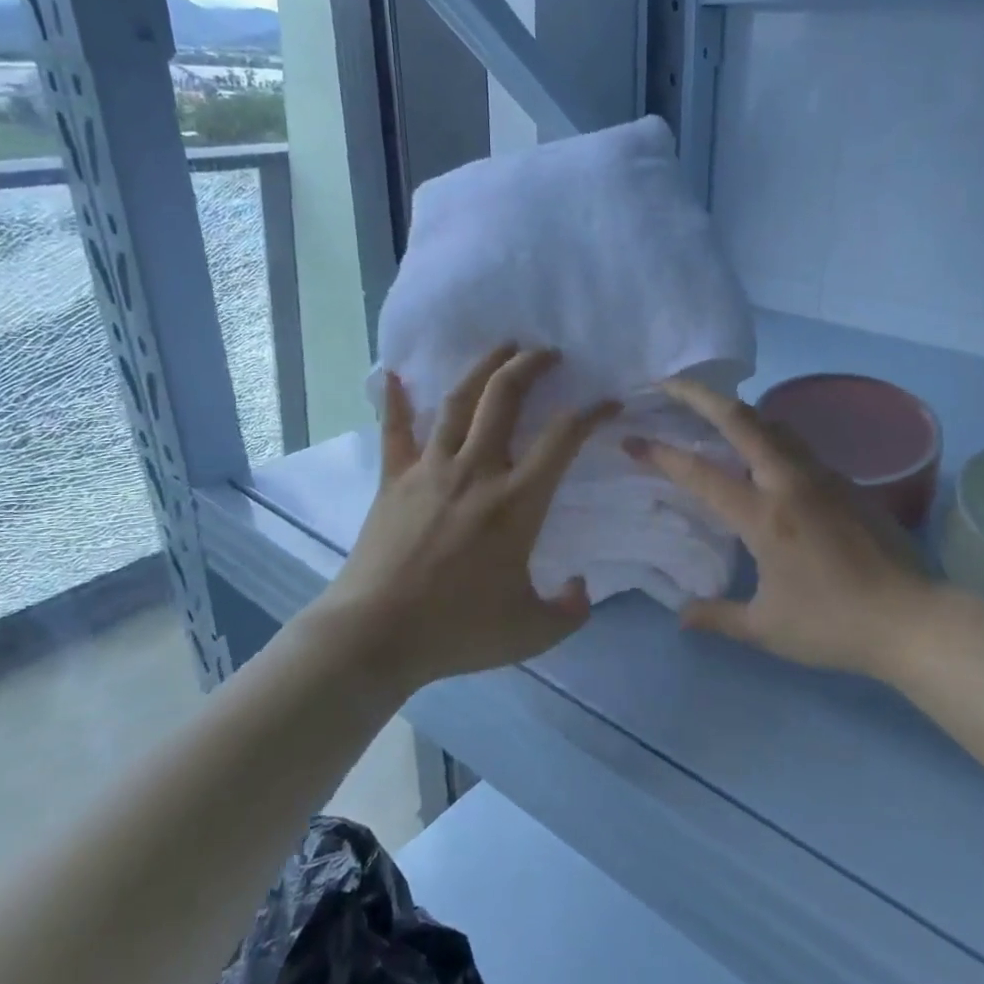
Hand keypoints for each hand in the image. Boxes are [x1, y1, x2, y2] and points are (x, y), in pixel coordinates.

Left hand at [321, 345, 618, 688]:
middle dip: (531, 366)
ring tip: (502, 347)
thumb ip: (570, 610)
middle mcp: (476, 471)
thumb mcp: (532, 631)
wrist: (374, 637)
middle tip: (548, 352)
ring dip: (483, 368)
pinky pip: (396, 431)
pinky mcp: (393, 480)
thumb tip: (582, 587)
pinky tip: (394, 374)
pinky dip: (396, 401)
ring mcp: (430, 470)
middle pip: (505, 398)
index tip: (608, 402)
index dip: (592, 413)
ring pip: (458, 401)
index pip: (563, 439)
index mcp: (516, 502)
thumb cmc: (457, 631)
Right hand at [625, 379, 939, 678]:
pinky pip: (795, 444)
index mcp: (765, 516)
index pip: (702, 474)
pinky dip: (766, 433)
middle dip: (699, 395)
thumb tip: (681, 615)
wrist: (912, 619)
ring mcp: (822, 476)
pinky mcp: (846, 482)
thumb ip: (718, 617)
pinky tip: (759, 452)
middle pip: (741, 419)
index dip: (662, 454)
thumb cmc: (834, 625)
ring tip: (709, 411)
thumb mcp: (767, 628)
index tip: (633, 440)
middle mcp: (791, 482)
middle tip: (667, 384)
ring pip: (773, 424)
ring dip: (736, 410)